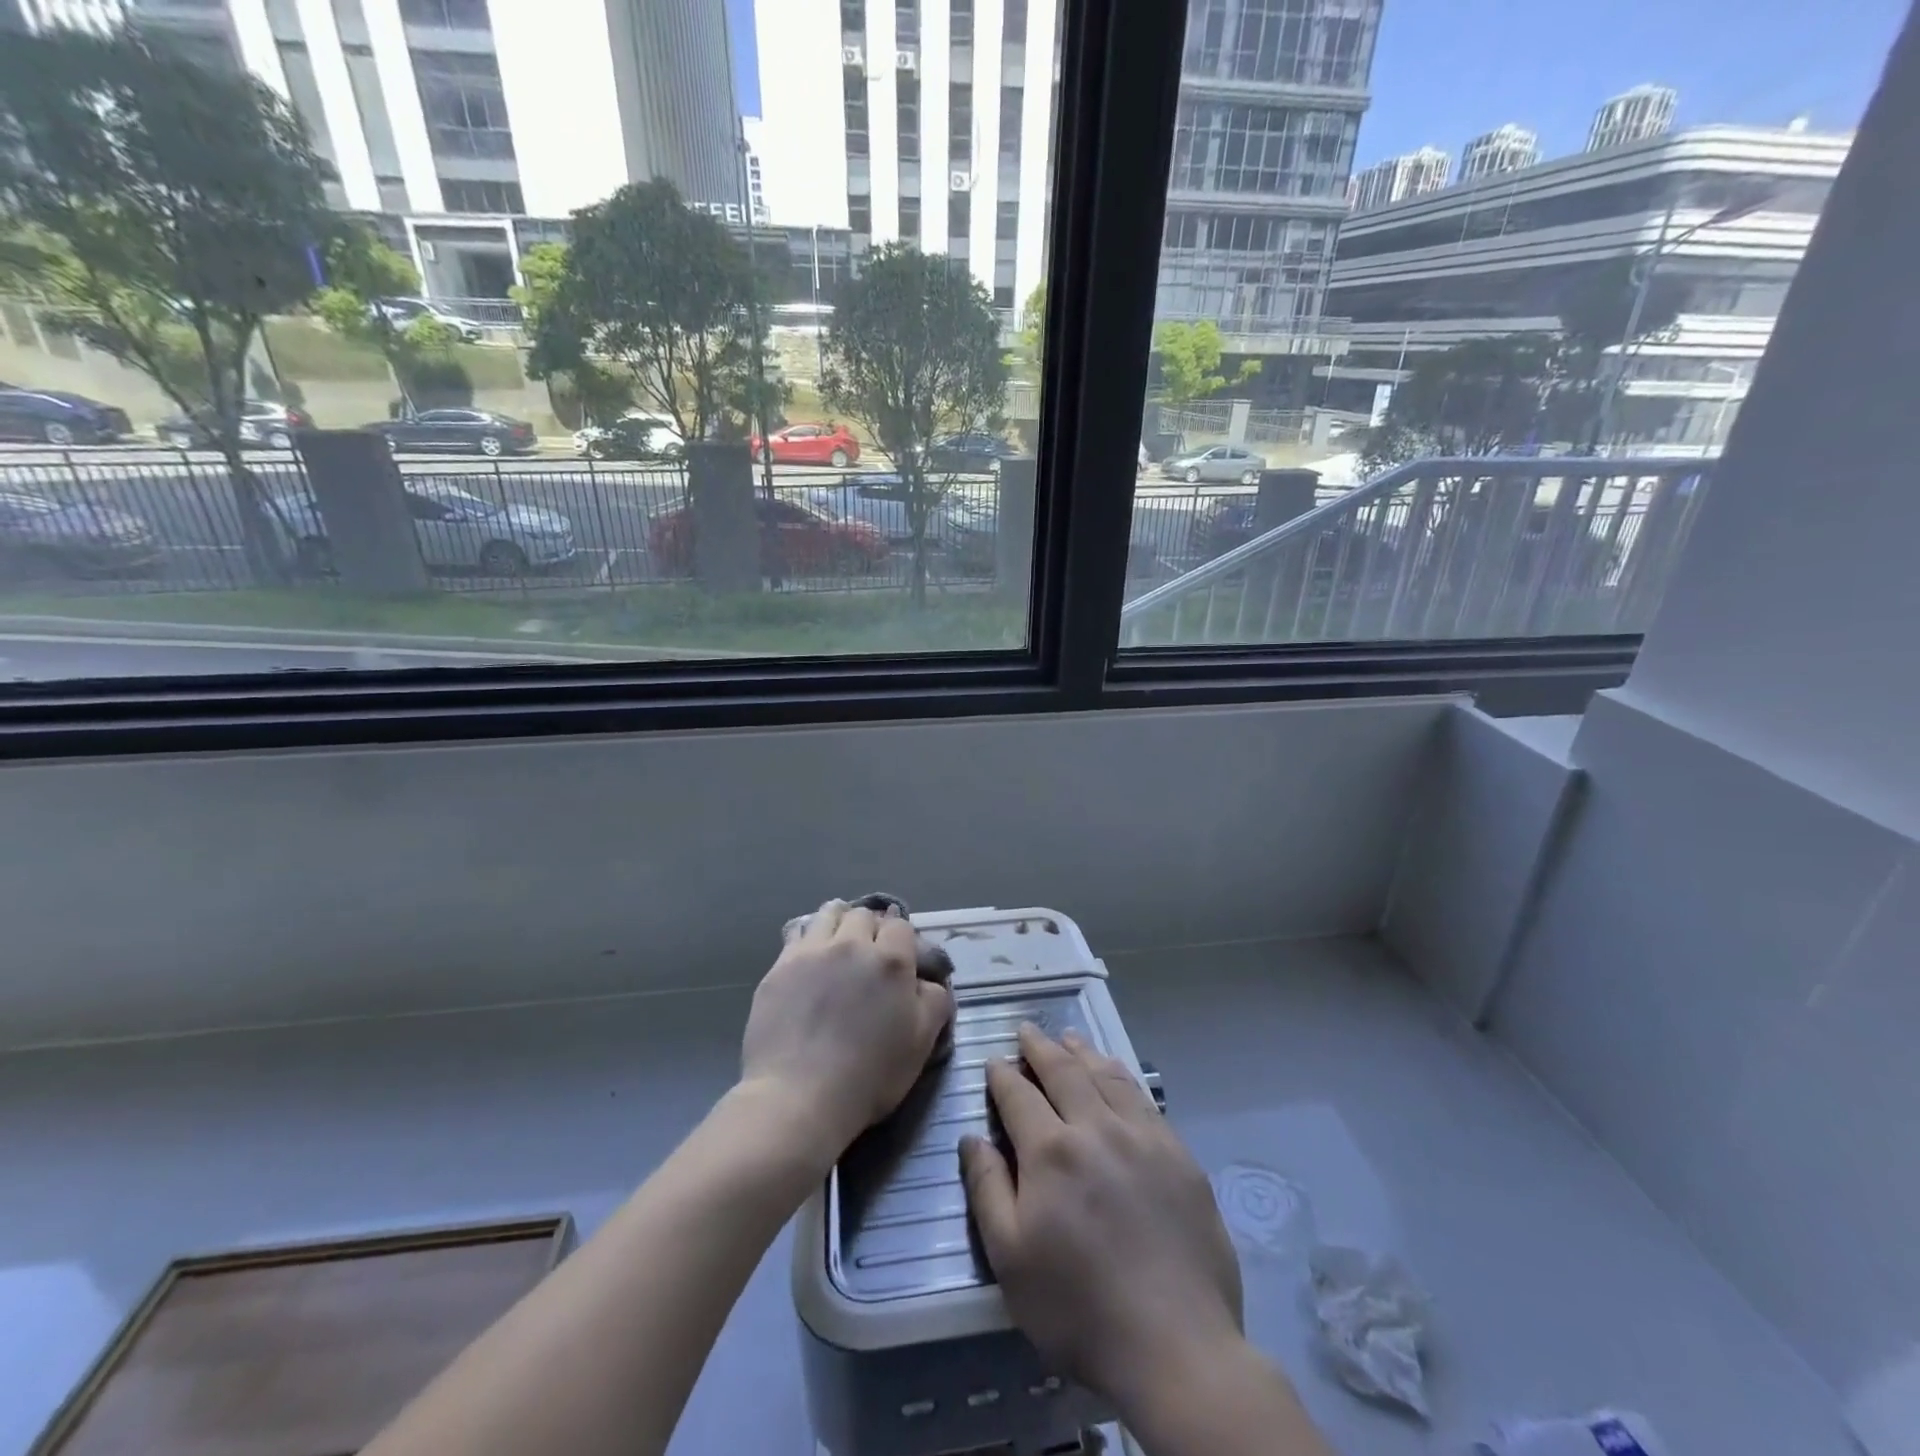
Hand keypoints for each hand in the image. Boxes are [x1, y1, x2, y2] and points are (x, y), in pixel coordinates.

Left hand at [740, 899, 953, 1160]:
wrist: (799, 1096)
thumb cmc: (869, 1075)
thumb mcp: (921, 1043)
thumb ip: (934, 1001)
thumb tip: (929, 981)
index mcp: (891, 960)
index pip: (901, 927)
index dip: (902, 940)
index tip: (899, 960)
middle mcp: (852, 944)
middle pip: (864, 915)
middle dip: (871, 929)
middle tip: (869, 955)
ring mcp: (812, 952)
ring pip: (829, 913)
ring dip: (839, 922)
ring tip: (838, 944)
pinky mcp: (780, 967)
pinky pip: (797, 933)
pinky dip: (808, 936)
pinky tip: (809, 956)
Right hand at [960, 1024, 1242, 1407]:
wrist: (1177, 1345)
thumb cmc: (1079, 1309)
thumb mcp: (1011, 1259)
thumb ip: (987, 1189)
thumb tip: (971, 1137)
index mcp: (1051, 1151)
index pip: (1019, 1095)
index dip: (1002, 1075)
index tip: (993, 1060)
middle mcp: (1096, 1127)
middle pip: (1064, 1071)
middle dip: (1040, 1047)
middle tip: (1027, 1030)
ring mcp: (1142, 1136)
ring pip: (1106, 1075)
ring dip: (1082, 1052)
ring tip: (1069, 1038)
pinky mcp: (1178, 1154)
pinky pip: (1143, 1097)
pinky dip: (1121, 1075)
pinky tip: (1115, 1073)